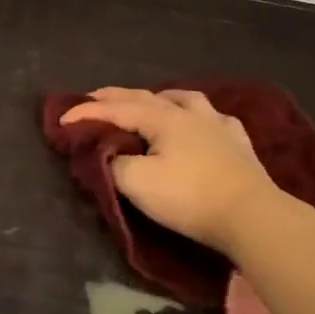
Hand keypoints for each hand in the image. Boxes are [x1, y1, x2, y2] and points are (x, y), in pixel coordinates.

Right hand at [59, 88, 279, 256]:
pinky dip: (195, 115)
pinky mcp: (239, 144)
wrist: (252, 217)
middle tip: (93, 98)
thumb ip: (114, 163)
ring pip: (184, 99)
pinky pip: (212, 118)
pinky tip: (199, 122)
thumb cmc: (189, 198)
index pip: (116, 109)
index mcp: (163, 118)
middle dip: (115, 97)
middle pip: (146, 96)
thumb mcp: (137, 183)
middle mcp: (189, 113)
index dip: (86, 113)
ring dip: (158, 98)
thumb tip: (109, 155)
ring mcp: (218, 125)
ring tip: (148, 102)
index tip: (61, 120)